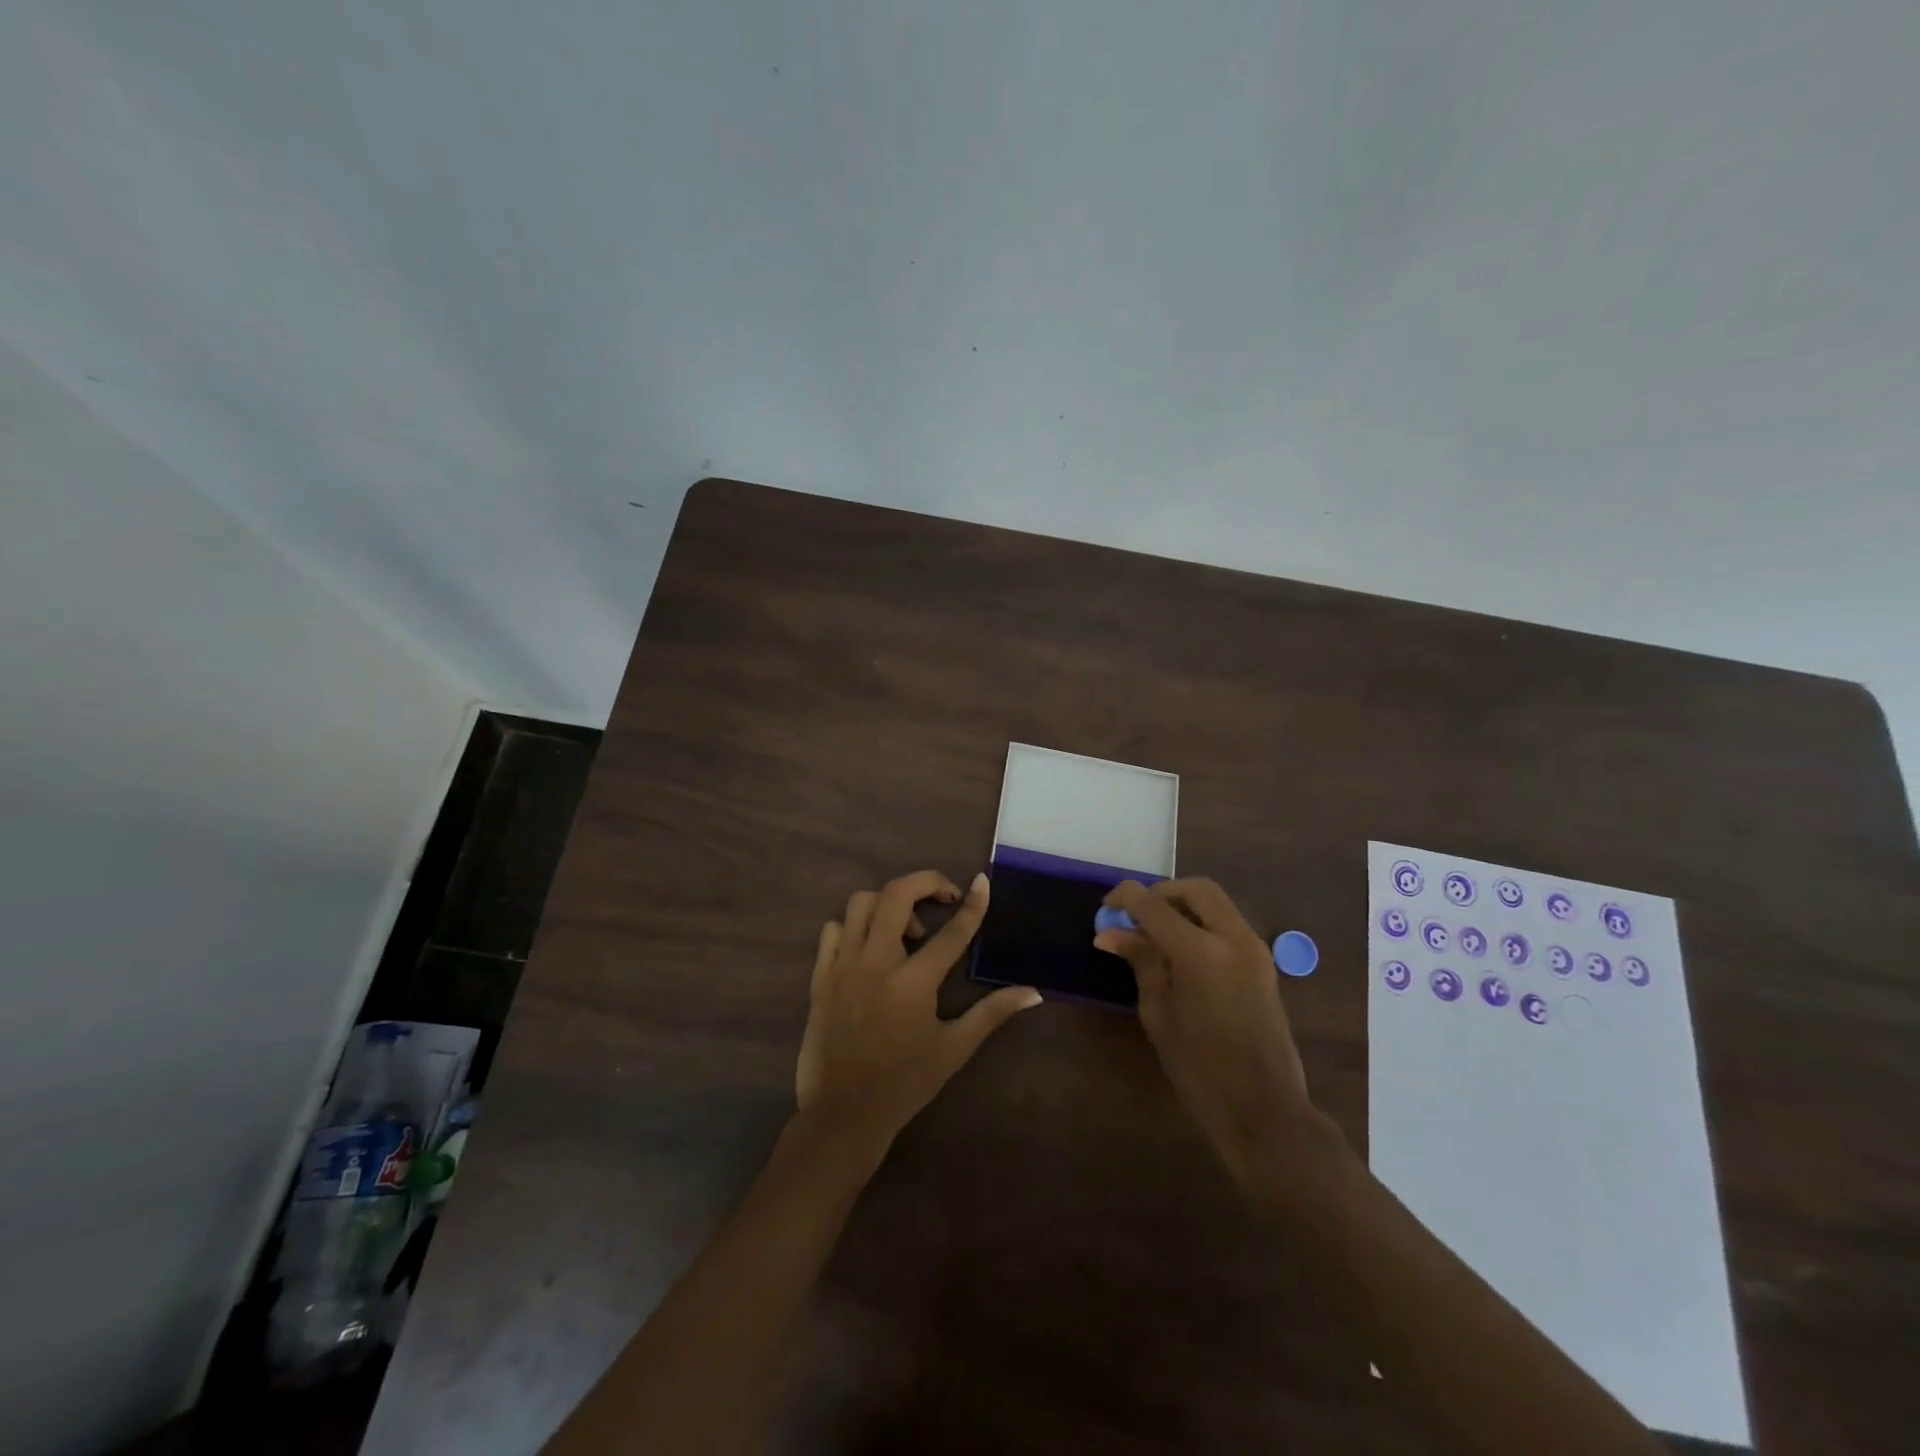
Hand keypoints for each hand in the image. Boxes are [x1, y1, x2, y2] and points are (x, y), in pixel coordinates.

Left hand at [796, 870, 1041, 1150]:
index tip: (982, 882)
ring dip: (889, 904)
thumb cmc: (904, 1082)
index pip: (952, 932)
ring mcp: (843, 966)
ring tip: (907, 930)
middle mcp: (876, 963)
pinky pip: (833, 929)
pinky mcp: (820, 975)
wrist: (842, 1113)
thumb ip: (992, 1013)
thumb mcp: (954, 1048)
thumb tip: (1034, 992)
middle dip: (926, 882)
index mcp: (913, 982)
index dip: (973, 904)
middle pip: (897, 895)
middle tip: (945, 897)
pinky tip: (869, 947)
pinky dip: (855, 926)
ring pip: (862, 903)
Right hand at [1095, 878, 1311, 1191]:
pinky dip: (1201, 922)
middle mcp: (1233, 938)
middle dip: (1161, 894)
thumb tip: (1110, 933)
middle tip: (1135, 917)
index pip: (1154, 904)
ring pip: (1215, 902)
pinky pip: (1228, 923)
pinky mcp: (1263, 962)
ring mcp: (1254, 948)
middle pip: (1195, 889)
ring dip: (1183, 906)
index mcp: (1201, 952)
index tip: (1105, 908)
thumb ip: (1141, 962)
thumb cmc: (1200, 1068)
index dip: (1125, 898)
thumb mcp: (1159, 1013)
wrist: (1264, 1109)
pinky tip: (1180, 951)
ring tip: (1154, 935)